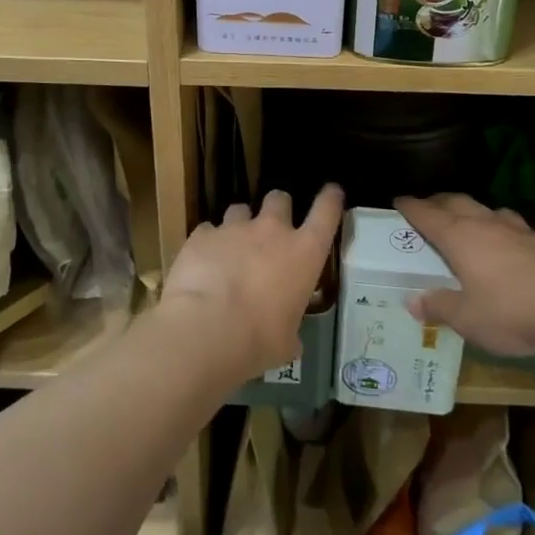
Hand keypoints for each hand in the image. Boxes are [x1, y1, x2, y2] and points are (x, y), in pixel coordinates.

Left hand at [158, 185, 344, 385]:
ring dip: (239, 225)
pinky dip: (208, 243)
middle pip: (279, 198)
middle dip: (277, 208)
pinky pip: (207, 230)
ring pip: (240, 209)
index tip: (332, 192)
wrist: (206, 329)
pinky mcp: (201, 235)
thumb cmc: (259, 339)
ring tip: (231, 248)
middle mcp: (272, 230)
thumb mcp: (286, 341)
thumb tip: (290, 342)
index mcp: (304, 252)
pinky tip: (202, 263)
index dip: (331, 198)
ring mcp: (234, 228)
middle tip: (271, 228)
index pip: (326, 212)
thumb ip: (290, 332)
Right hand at [396, 194, 534, 358]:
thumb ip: (439, 307)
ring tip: (477, 221)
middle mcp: (489, 226)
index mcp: (460, 238)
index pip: (428, 215)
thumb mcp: (467, 319)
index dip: (411, 207)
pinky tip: (532, 245)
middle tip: (430, 207)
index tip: (398, 201)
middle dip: (441, 202)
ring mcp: (523, 232)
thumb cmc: (510, 312)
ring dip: (482, 214)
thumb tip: (413, 301)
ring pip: (496, 212)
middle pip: (459, 203)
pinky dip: (527, 237)